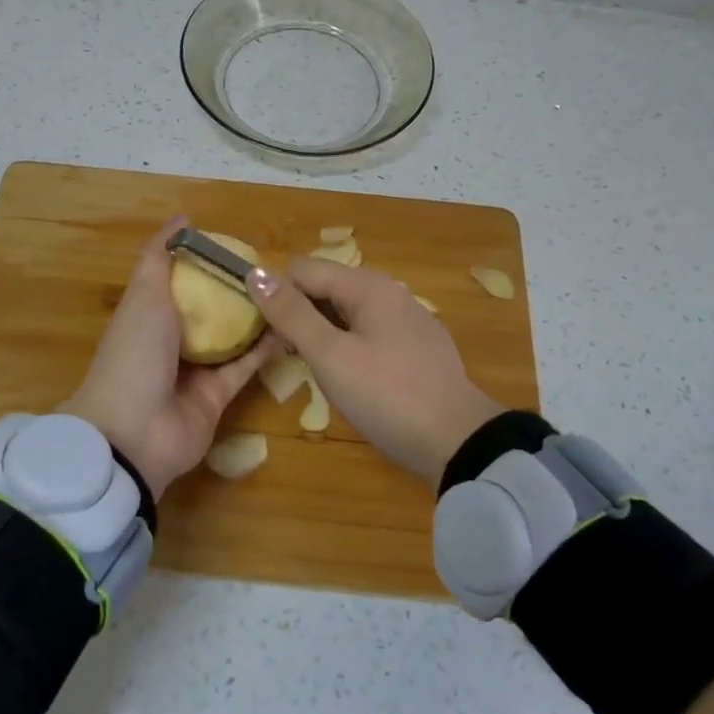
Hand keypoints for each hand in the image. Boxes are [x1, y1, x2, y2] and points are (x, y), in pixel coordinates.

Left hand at [59, 220, 277, 499]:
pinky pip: (245, 367)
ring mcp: (195, 371)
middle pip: (208, 310)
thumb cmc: (134, 353)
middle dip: (235, 290)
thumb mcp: (143, 295)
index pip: (178, 281)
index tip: (237, 244)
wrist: (133, 434)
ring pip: (231, 338)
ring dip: (255, 318)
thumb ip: (159, 257)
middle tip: (272, 268)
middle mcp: (170, 341)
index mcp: (148, 315)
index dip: (204, 262)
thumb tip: (181, 219)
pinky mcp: (218, 397)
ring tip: (288, 292)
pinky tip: (291, 326)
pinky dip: (266, 349)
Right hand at [248, 259, 502, 486]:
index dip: (277, 297)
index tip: (266, 337)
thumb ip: (291, 313)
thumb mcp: (330, 355)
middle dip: (298, 316)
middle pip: (324, 289)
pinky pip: (367, 334)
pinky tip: (348, 380)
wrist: (458, 443)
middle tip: (287, 358)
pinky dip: (347, 348)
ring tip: (313, 372)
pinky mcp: (414, 348)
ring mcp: (405, 321)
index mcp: (367, 286)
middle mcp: (388, 293)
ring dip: (320, 335)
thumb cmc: (387, 396)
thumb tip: (255, 273)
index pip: (302, 270)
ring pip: (345, 314)